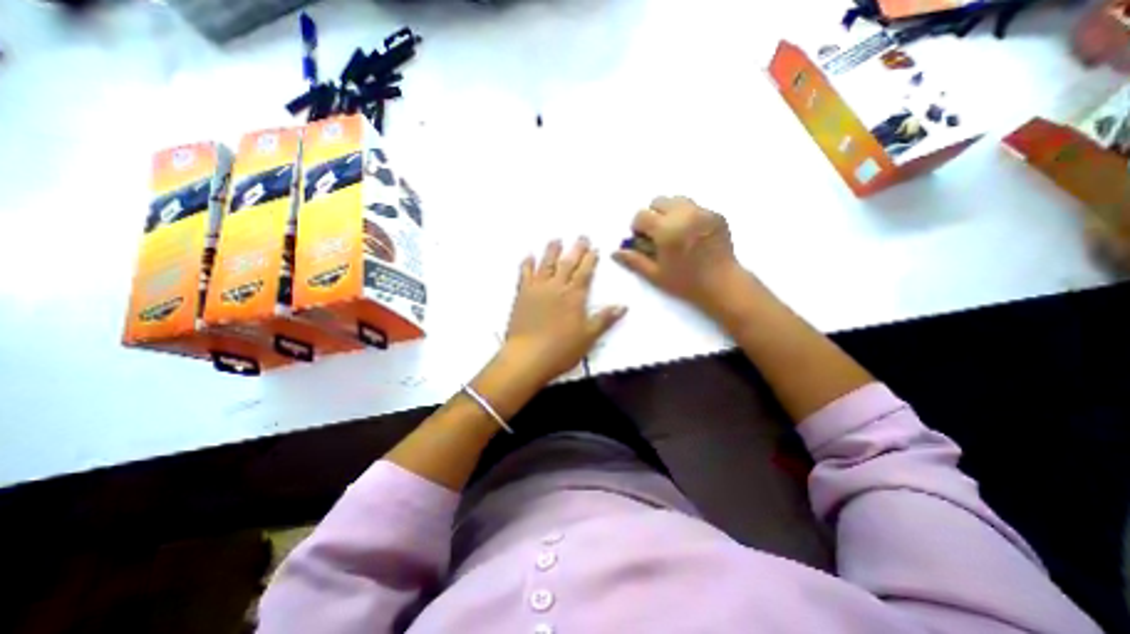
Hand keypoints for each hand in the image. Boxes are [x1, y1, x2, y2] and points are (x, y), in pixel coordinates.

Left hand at [504, 236, 626, 381]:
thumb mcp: (588, 336)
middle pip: (567, 263)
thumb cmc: (561, 349)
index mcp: (574, 296)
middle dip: (576, 249)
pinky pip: (524, 274)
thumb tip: (623, 306)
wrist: (528, 357)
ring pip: (546, 264)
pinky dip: (527, 264)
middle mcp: (556, 287)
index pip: (585, 272)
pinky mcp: (522, 295)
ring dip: (552, 251)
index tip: (594, 249)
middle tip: (581, 237)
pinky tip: (528, 256)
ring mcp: (537, 289)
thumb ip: (605, 319)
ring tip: (556, 240)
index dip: (591, 259)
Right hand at [614, 195, 747, 317]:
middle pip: (658, 201)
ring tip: (675, 232)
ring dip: (670, 212)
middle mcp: (684, 215)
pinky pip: (695, 207)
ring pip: (677, 200)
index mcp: (666, 230)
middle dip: (653, 215)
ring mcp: (702, 212)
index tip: (643, 240)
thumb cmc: (685, 283)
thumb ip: (634, 260)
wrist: (722, 284)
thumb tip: (614, 252)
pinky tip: (692, 235)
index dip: (638, 227)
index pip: (641, 215)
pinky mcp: (716, 215)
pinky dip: (688, 216)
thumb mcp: (655, 275)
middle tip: (658, 235)